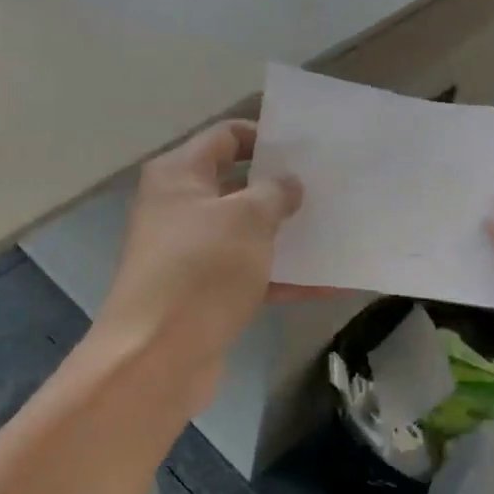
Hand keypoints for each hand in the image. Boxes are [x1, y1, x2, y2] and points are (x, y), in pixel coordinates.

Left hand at [97, 120, 302, 401]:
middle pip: (238, 186)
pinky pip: (249, 276)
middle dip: (282, 189)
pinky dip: (283, 278)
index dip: (266, 136)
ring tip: (337, 230)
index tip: (308, 149)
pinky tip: (328, 283)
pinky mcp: (203, 294)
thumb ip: (274, 192)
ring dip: (286, 235)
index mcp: (179, 175)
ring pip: (246, 234)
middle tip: (330, 188)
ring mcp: (190, 254)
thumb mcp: (247, 219)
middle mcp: (179, 208)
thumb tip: (287, 183)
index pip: (227, 137)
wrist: (157, 357)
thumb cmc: (201, 271)